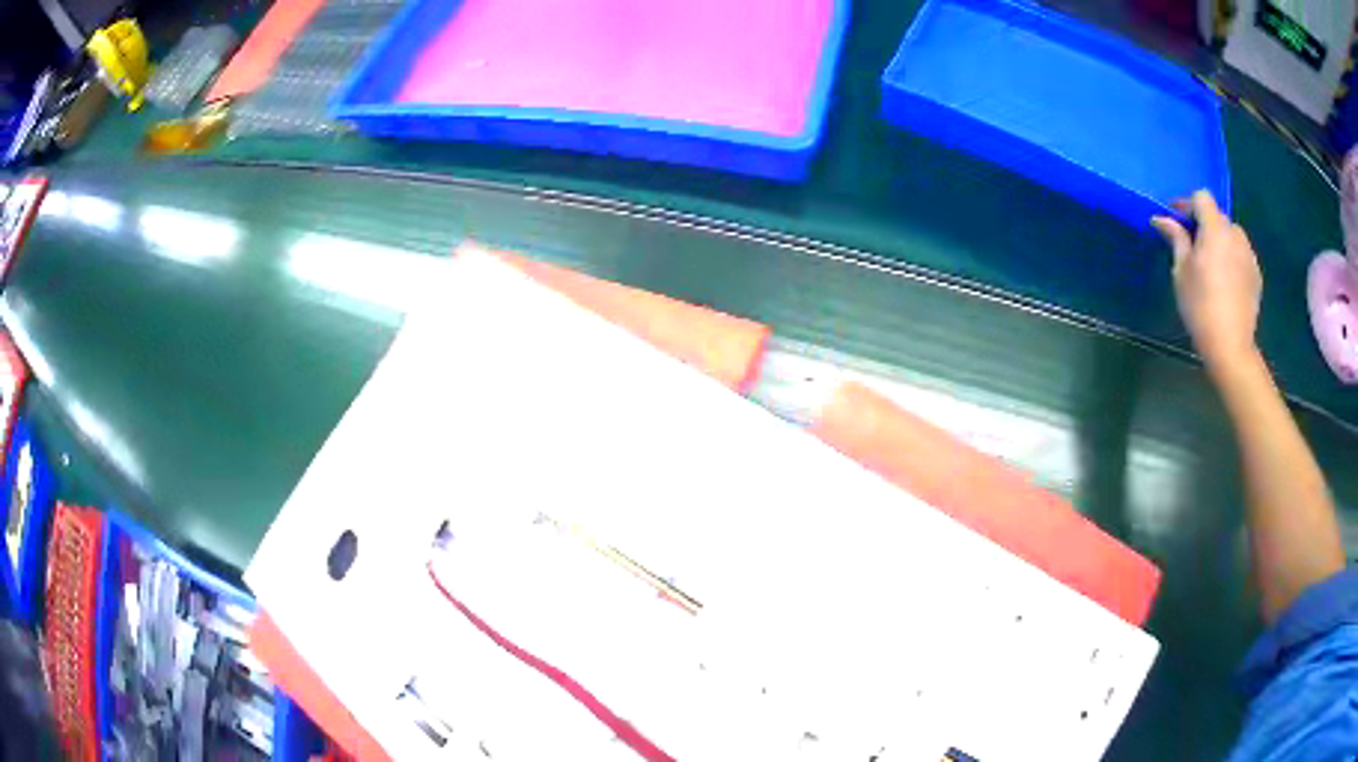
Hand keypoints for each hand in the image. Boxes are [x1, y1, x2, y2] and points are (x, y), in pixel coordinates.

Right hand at [1152, 190, 1261, 372]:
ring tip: (1211, 265)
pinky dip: (1232, 259)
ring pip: (1231, 236)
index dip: (1187, 205)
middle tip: (1192, 247)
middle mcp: (1235, 234)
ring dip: (1220, 241)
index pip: (1201, 197)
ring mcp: (1249, 255)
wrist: (1230, 345)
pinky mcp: (1256, 274)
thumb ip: (1176, 239)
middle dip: (1204, 225)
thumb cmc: (1200, 306)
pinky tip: (1225, 282)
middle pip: (1217, 216)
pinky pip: (1241, 255)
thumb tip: (1162, 219)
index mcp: (1215, 229)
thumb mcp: (1181, 271)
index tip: (1176, 222)